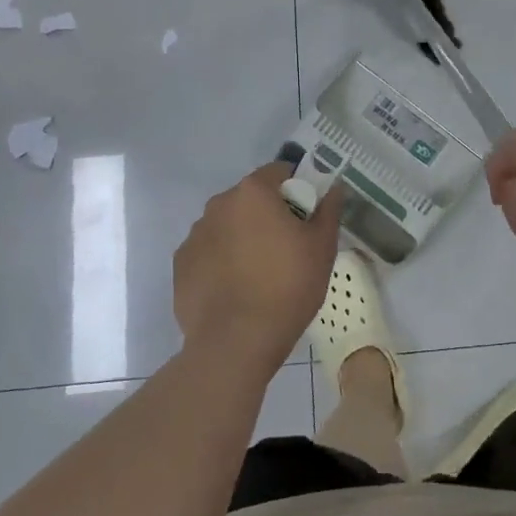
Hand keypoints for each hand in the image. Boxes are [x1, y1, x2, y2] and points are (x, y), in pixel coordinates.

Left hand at [173, 162, 343, 373]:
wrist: (236, 342)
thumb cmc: (287, 286)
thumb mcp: (322, 247)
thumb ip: (329, 210)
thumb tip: (334, 188)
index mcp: (253, 192)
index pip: (279, 173)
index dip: (297, 191)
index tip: (306, 219)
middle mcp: (218, 204)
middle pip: (250, 199)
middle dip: (268, 215)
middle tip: (287, 249)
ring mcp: (195, 235)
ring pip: (228, 226)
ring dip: (243, 238)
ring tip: (259, 275)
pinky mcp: (181, 265)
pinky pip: (209, 252)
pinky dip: (222, 262)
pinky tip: (236, 290)